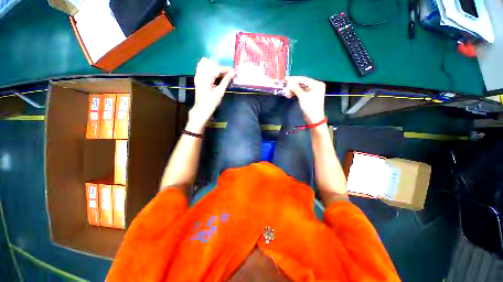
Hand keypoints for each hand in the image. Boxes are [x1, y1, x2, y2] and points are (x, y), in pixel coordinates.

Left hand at [190, 58, 234, 130]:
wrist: (202, 108)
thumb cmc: (212, 101)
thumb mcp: (220, 91)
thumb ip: (226, 80)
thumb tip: (233, 72)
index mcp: (206, 77)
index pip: (217, 68)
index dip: (226, 69)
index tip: (233, 71)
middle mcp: (200, 74)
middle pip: (211, 64)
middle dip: (220, 68)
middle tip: (227, 75)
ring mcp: (197, 75)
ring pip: (205, 64)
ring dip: (214, 67)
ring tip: (221, 75)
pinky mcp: (197, 78)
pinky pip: (202, 68)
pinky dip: (209, 69)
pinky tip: (214, 75)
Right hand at [285, 76, 325, 123]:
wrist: (314, 119)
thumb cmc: (310, 108)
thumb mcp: (302, 97)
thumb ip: (296, 88)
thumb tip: (289, 82)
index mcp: (316, 84)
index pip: (303, 79)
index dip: (293, 79)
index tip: (285, 79)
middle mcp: (315, 86)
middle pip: (301, 83)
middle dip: (292, 86)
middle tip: (284, 88)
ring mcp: (312, 91)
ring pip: (300, 88)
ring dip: (292, 90)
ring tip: (286, 93)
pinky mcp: (308, 96)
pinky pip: (300, 92)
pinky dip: (295, 93)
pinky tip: (289, 95)